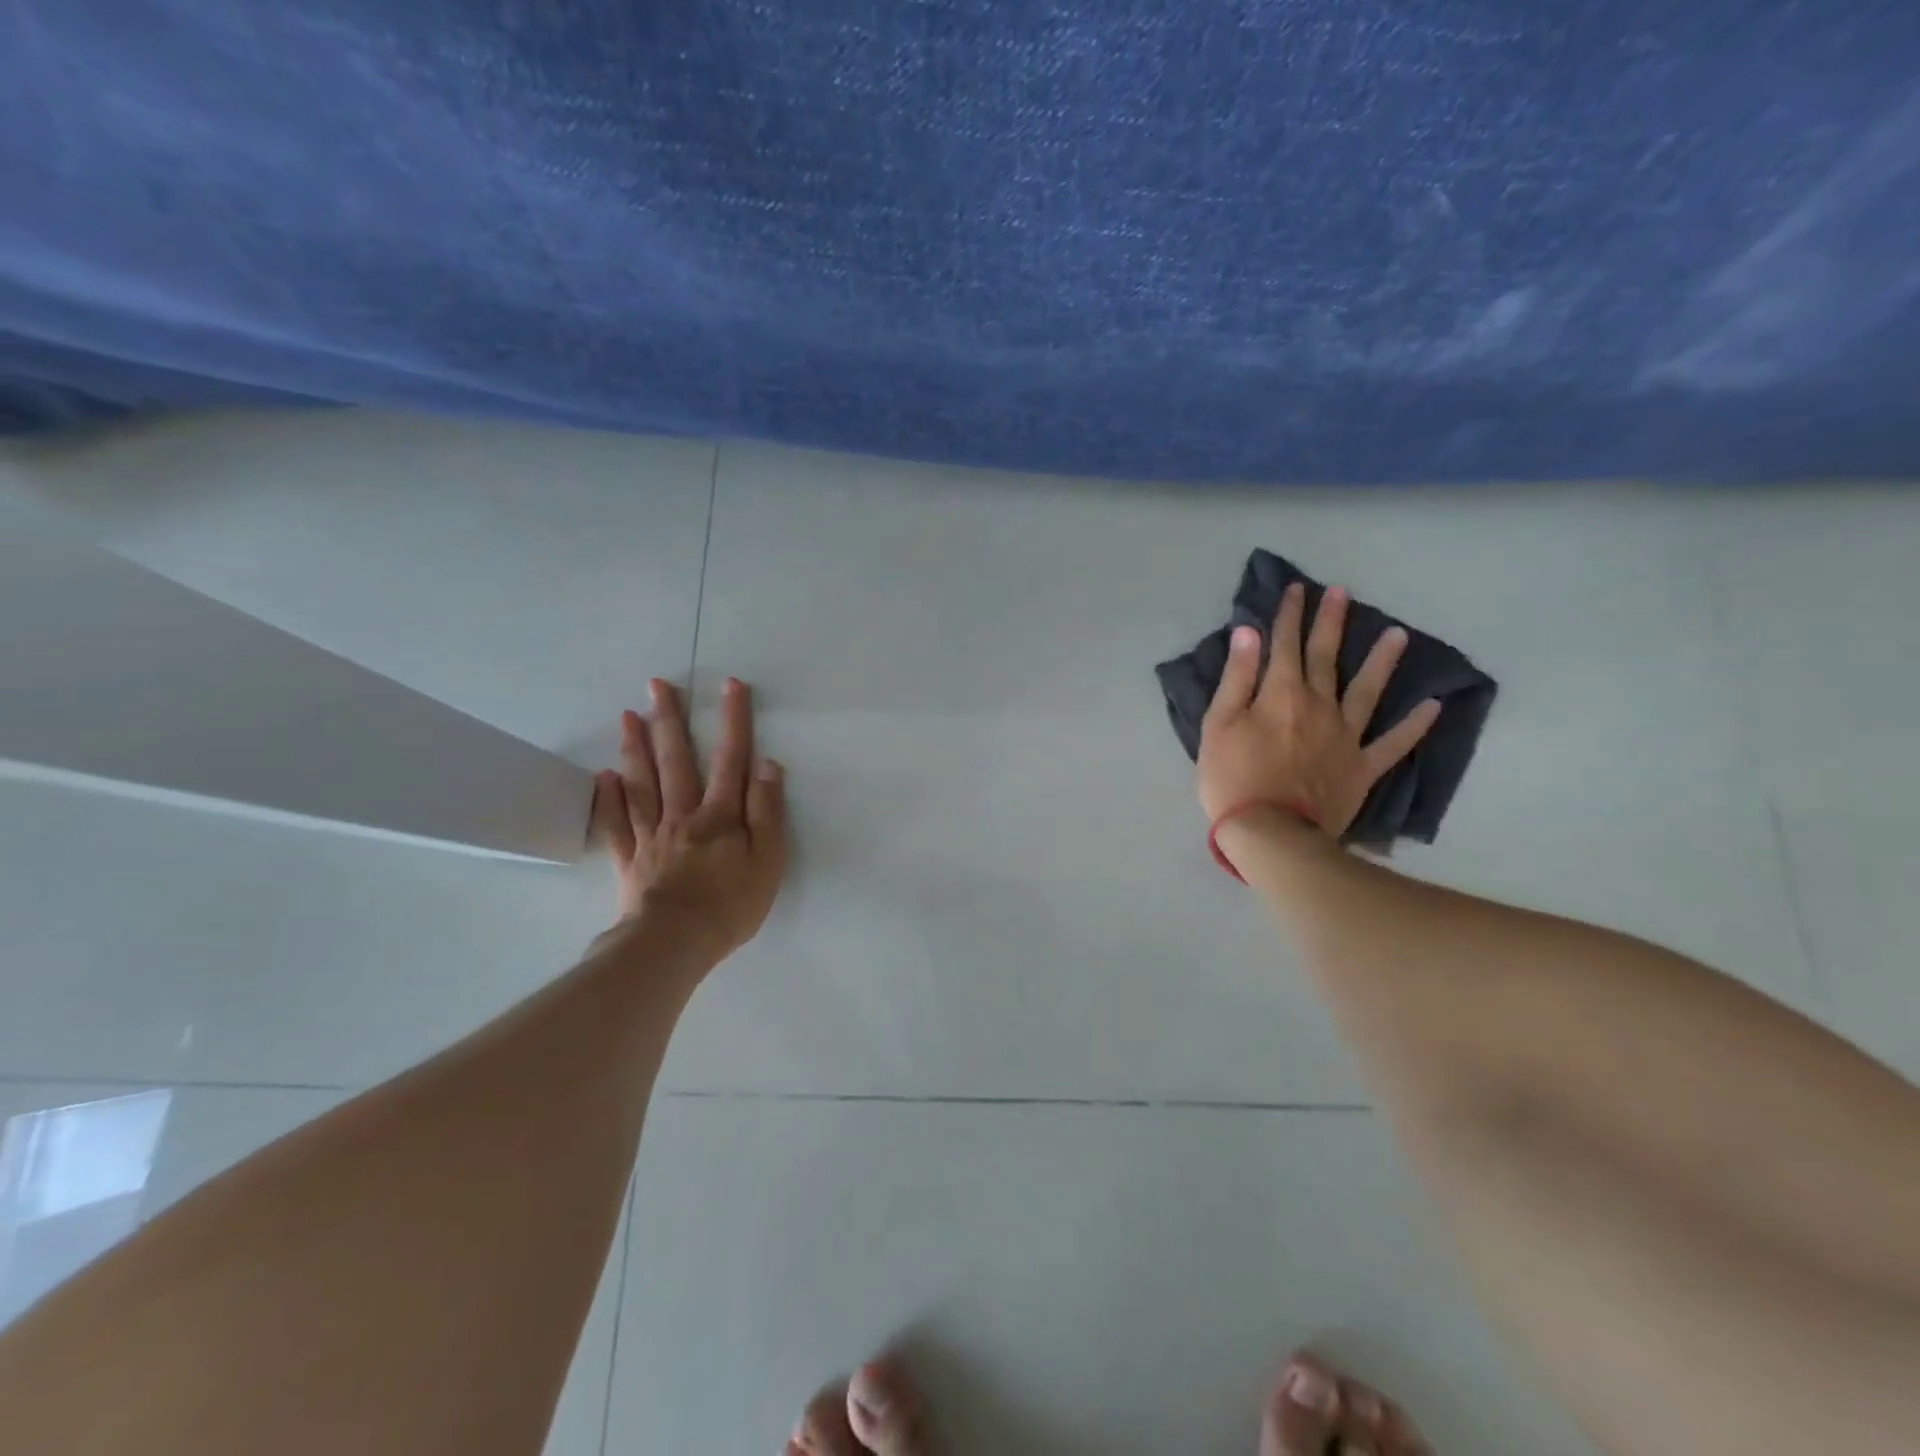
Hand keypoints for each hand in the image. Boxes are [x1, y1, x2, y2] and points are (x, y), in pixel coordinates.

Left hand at [590, 676, 787, 959]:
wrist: (674, 944)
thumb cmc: (730, 903)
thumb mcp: (768, 859)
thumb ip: (767, 810)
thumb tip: (767, 764)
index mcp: (720, 814)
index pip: (731, 758)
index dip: (733, 720)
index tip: (731, 685)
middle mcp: (683, 814)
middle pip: (676, 760)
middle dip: (670, 720)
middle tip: (656, 685)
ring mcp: (652, 836)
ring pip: (642, 783)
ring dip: (636, 747)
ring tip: (629, 715)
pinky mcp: (630, 860)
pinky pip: (617, 823)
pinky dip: (610, 797)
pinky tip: (605, 775)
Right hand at [1197, 583, 1440, 837]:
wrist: (1271, 832)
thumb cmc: (1232, 779)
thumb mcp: (1218, 726)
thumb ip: (1236, 679)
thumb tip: (1249, 633)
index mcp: (1279, 694)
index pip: (1283, 645)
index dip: (1288, 615)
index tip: (1296, 589)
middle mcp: (1318, 705)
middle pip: (1324, 657)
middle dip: (1330, 622)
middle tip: (1341, 592)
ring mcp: (1345, 736)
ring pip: (1367, 690)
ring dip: (1381, 661)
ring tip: (1398, 635)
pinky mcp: (1361, 767)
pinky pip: (1393, 743)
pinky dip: (1414, 725)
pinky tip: (1433, 706)